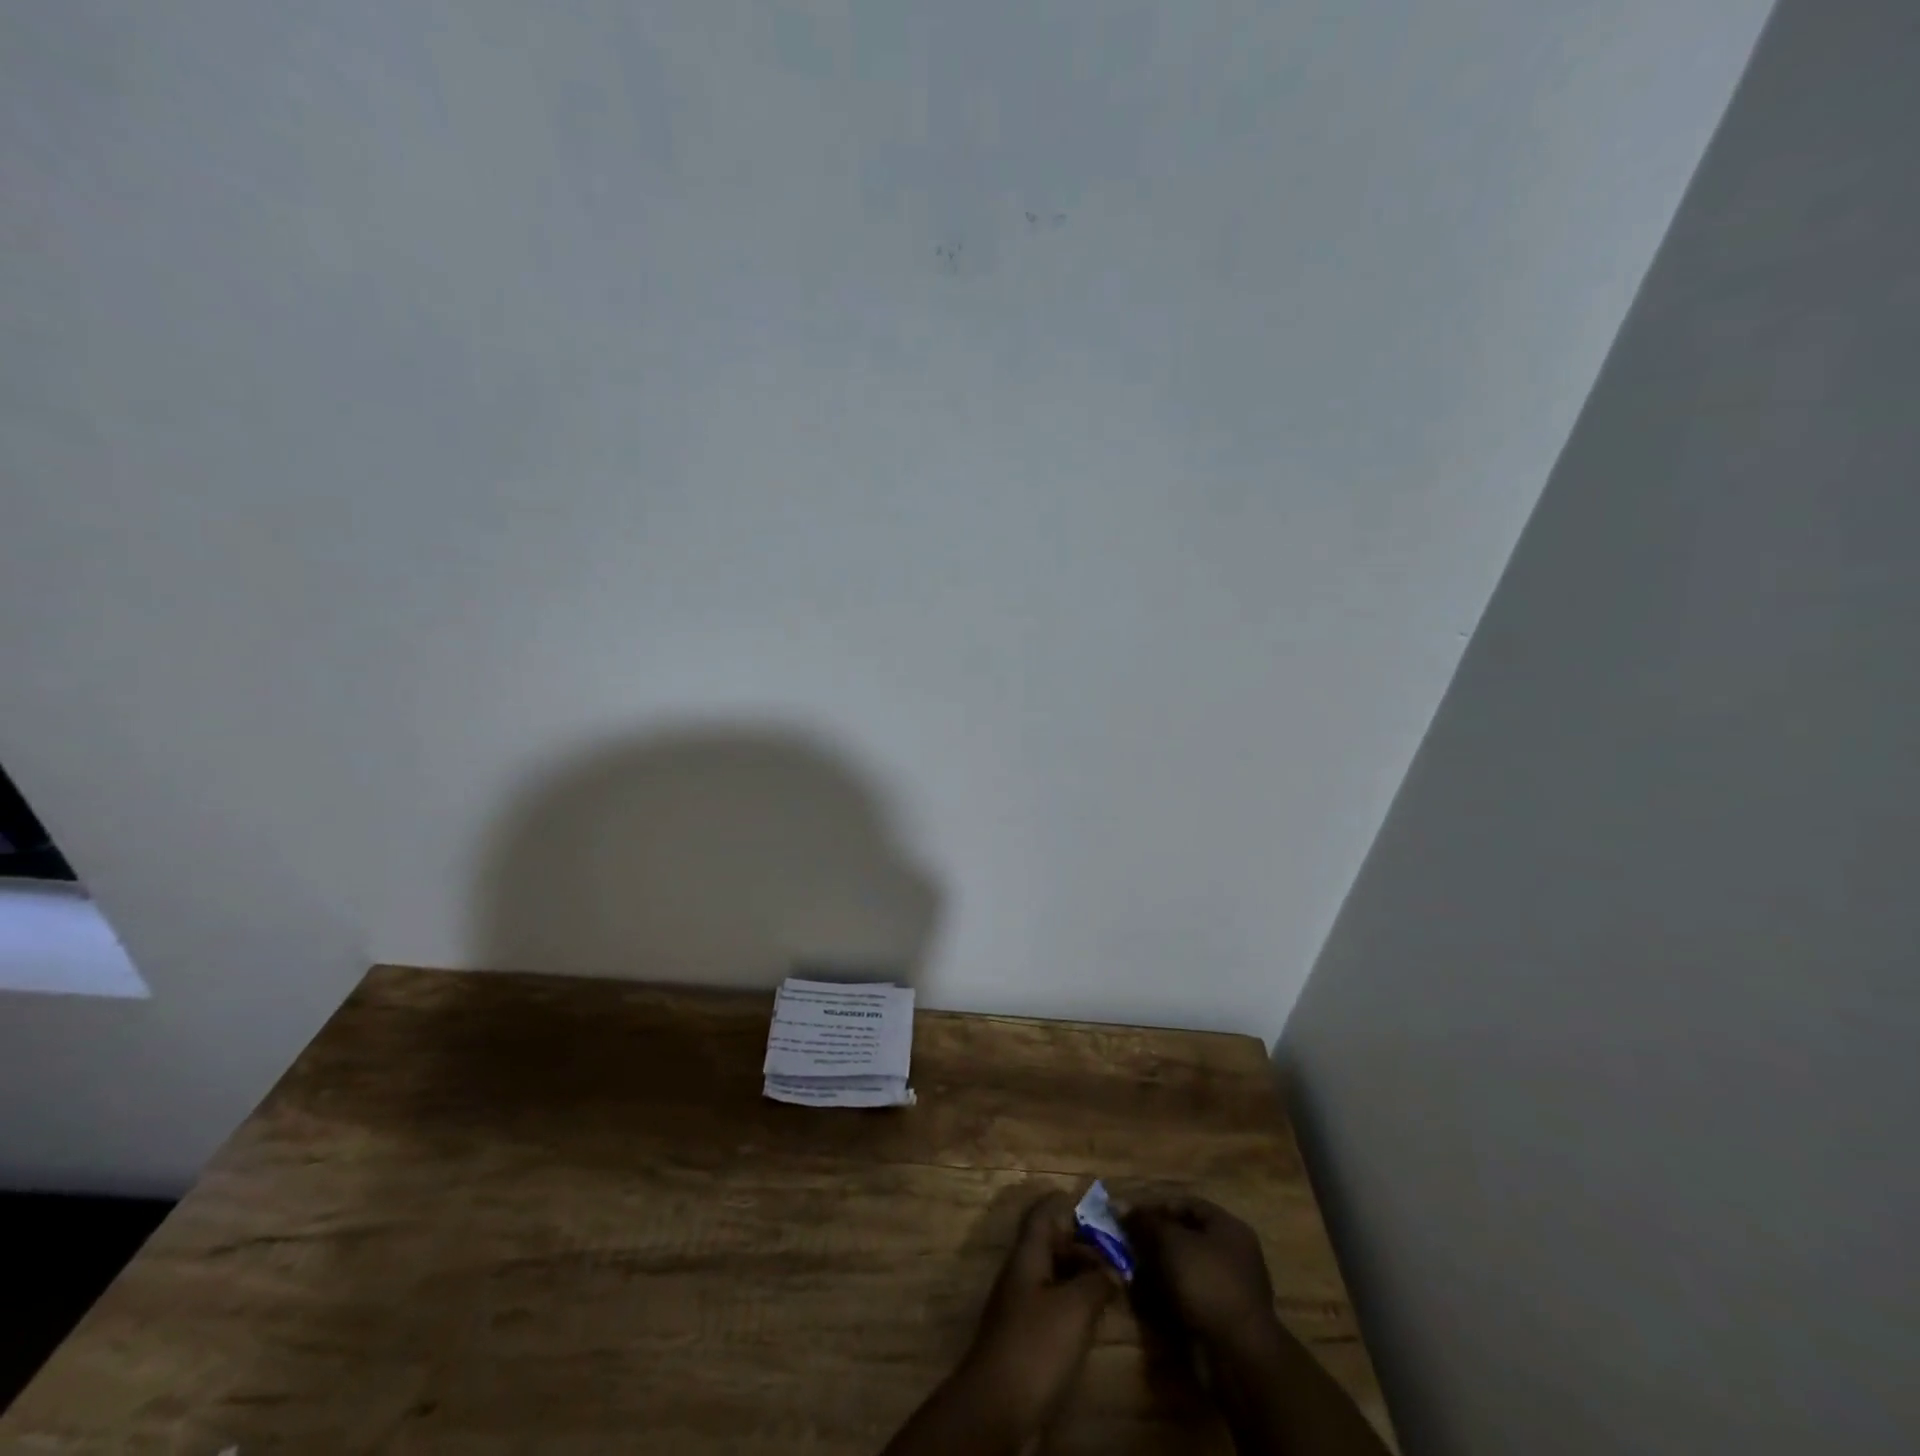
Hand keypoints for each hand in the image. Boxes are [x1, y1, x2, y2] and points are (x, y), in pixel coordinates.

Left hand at [960, 1191, 1119, 1427]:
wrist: (998, 1408)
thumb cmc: (1036, 1345)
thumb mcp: (1075, 1307)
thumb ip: (1097, 1281)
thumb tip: (1113, 1268)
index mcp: (1028, 1254)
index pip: (1043, 1212)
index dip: (1067, 1203)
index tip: (1099, 1207)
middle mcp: (1022, 1273)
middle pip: (1051, 1243)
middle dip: (1083, 1243)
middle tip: (1118, 1254)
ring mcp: (1022, 1306)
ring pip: (1054, 1275)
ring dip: (1082, 1275)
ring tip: (1115, 1286)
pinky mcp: (1027, 1338)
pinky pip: (1054, 1305)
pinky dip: (1076, 1303)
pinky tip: (1096, 1319)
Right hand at [1123, 1198, 1278, 1356]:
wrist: (1238, 1356)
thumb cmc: (1207, 1283)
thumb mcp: (1171, 1242)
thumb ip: (1146, 1222)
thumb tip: (1121, 1205)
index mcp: (1228, 1228)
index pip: (1187, 1205)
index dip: (1156, 1208)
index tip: (1130, 1218)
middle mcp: (1232, 1254)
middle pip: (1185, 1238)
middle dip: (1154, 1241)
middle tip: (1127, 1246)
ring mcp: (1227, 1289)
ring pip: (1183, 1269)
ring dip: (1157, 1269)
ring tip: (1131, 1272)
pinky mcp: (1219, 1318)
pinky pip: (1187, 1297)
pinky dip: (1166, 1296)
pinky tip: (1145, 1299)